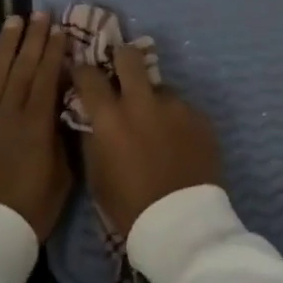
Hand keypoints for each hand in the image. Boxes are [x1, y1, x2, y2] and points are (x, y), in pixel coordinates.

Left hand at [0, 12, 70, 241]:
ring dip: (4, 46)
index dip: (54, 52)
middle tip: (39, 13)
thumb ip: (62, 142)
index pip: (47, 78)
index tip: (60, 29)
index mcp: (36, 125)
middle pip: (21, 68)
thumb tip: (62, 115)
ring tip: (13, 21)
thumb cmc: (29, 212)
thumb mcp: (61, 179)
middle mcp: (8, 114)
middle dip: (32, 39)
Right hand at [70, 42, 221, 237]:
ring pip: (160, 87)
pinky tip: (177, 142)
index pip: (89, 76)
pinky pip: (182, 108)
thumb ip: (93, 138)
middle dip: (122, 58)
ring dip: (153, 99)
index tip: (82, 74)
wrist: (182, 225)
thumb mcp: (97, 175)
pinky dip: (175, 120)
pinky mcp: (200, 117)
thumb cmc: (130, 206)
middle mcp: (142, 103)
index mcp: (110, 118)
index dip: (82, 71)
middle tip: (121, 73)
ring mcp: (175, 107)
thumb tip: (92, 118)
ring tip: (157, 126)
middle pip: (129, 57)